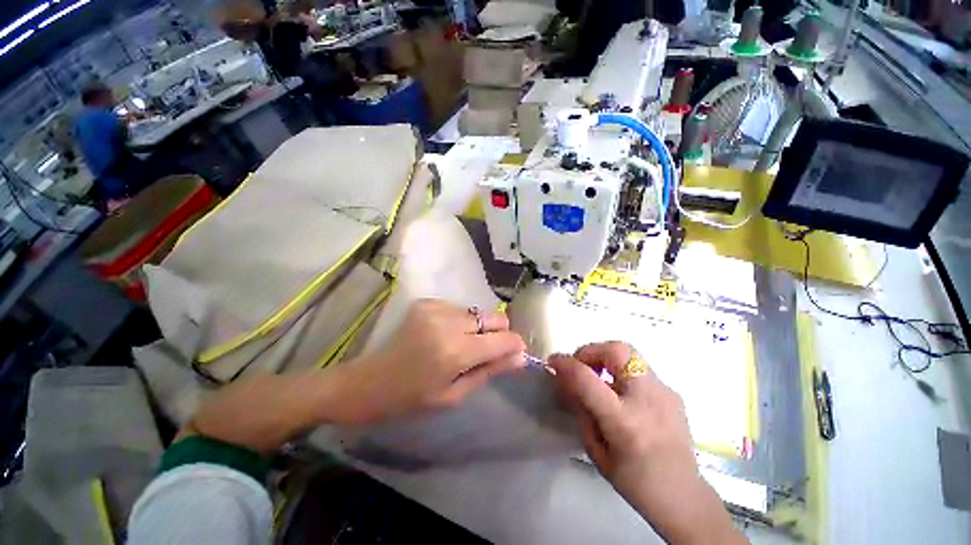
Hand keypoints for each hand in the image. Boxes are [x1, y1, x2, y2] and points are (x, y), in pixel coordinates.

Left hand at [185, 300, 525, 452]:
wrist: (365, 381)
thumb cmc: (409, 398)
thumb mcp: (453, 395)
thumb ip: (489, 371)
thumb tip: (520, 357)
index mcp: (455, 351)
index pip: (504, 339)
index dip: (515, 346)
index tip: (515, 355)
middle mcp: (449, 322)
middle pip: (494, 317)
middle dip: (498, 334)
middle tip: (485, 353)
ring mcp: (436, 308)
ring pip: (478, 312)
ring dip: (478, 328)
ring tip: (460, 346)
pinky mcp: (426, 302)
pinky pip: (459, 309)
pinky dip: (460, 322)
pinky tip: (444, 337)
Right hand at [549, 342, 743, 543]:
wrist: (684, 496)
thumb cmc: (634, 481)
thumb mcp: (596, 450)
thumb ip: (580, 409)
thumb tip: (567, 380)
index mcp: (624, 421)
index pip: (587, 378)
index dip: (565, 364)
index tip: (553, 361)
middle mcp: (647, 400)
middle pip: (616, 350)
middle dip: (591, 350)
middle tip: (581, 365)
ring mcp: (664, 392)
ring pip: (630, 352)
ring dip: (605, 357)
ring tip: (598, 376)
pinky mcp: (672, 391)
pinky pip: (640, 368)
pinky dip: (622, 371)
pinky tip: (621, 392)